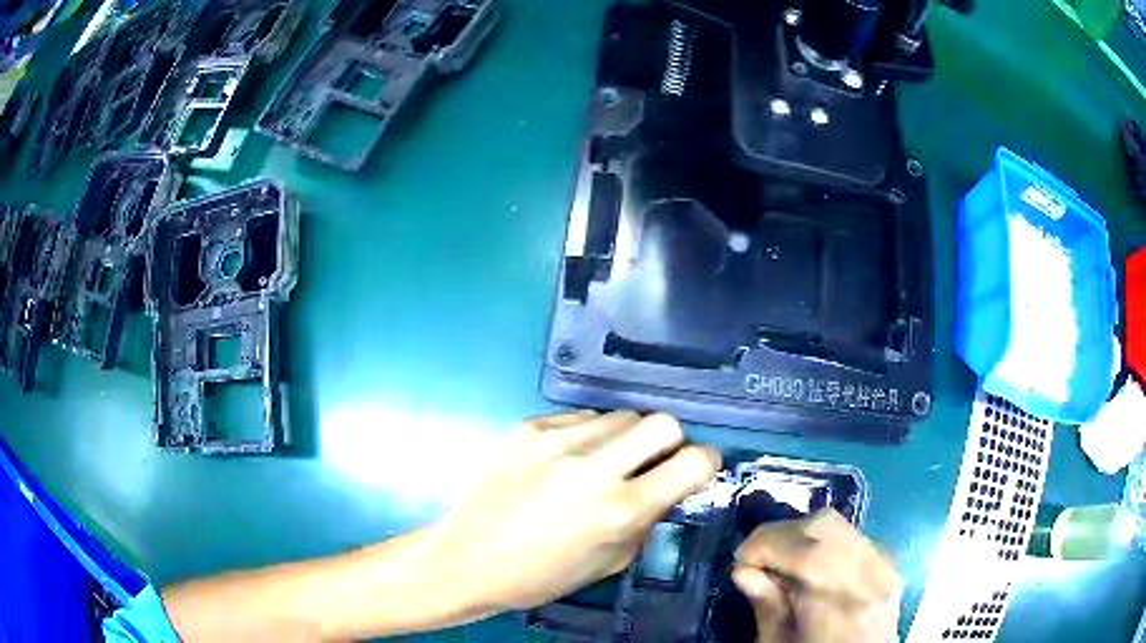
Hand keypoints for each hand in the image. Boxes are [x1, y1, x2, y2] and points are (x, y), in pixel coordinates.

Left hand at [426, 410, 720, 611]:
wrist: (467, 560)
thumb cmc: (542, 576)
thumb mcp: (610, 561)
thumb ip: (647, 518)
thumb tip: (669, 485)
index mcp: (619, 510)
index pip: (694, 461)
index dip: (705, 463)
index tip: (695, 470)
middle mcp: (592, 468)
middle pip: (662, 422)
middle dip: (669, 442)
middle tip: (651, 463)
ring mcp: (555, 442)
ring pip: (620, 415)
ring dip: (625, 438)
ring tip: (602, 462)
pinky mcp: (526, 428)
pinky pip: (579, 418)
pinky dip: (586, 435)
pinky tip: (565, 459)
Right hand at [732, 509, 901, 642]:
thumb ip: (766, 608)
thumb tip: (742, 570)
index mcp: (841, 607)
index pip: (806, 554)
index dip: (766, 545)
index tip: (739, 560)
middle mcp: (871, 577)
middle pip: (825, 527)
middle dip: (780, 534)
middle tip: (754, 556)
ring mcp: (885, 566)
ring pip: (839, 525)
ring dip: (800, 534)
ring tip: (777, 557)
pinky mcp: (888, 563)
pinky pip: (850, 535)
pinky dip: (822, 541)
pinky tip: (805, 563)